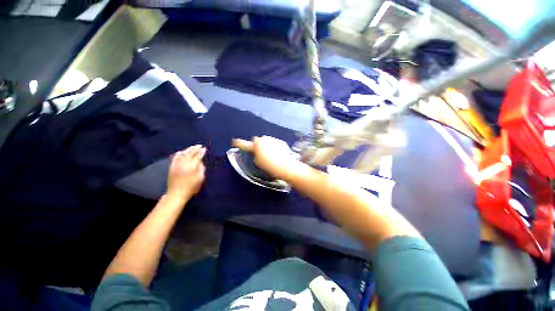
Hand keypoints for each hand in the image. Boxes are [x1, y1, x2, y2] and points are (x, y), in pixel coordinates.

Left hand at [166, 145, 205, 201]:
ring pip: (182, 154)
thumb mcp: (200, 178)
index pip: (198, 156)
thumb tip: (200, 162)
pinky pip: (175, 157)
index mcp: (192, 166)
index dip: (201, 152)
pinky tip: (182, 152)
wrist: (177, 193)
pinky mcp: (172, 167)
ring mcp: (176, 164)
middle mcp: (184, 163)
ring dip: (188, 149)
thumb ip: (201, 169)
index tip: (204, 149)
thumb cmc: (191, 187)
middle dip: (195, 148)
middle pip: (190, 153)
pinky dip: (179, 153)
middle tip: (199, 145)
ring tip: (192, 147)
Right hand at [236, 136, 301, 179]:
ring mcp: (274, 139)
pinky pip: (275, 144)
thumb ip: (255, 155)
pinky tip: (278, 155)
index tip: (234, 142)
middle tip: (261, 155)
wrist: (286, 166)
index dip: (239, 144)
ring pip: (267, 142)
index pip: (245, 144)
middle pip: (259, 141)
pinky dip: (275, 147)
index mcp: (256, 144)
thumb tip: (257, 152)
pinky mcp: (281, 142)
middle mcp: (265, 139)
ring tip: (271, 157)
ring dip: (267, 146)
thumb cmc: (269, 165)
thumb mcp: (258, 162)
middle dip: (259, 146)